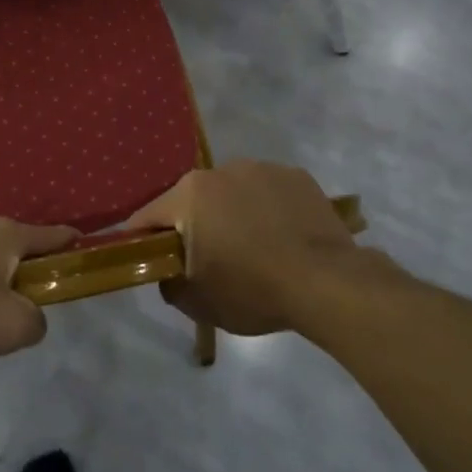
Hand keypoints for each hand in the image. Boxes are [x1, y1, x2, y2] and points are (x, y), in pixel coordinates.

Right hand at [127, 161, 361, 334]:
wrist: (326, 282)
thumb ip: (169, 282)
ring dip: (231, 213)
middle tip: (209, 259)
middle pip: (191, 200)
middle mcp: (219, 170)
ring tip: (253, 247)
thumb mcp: (197, 302)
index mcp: (188, 195)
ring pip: (232, 192)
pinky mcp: (295, 175)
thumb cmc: (252, 290)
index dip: (144, 240)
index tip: (153, 261)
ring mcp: (261, 168)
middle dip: (193, 225)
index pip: (148, 216)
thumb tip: (168, 270)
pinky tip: (282, 236)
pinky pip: (268, 192)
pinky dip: (267, 209)